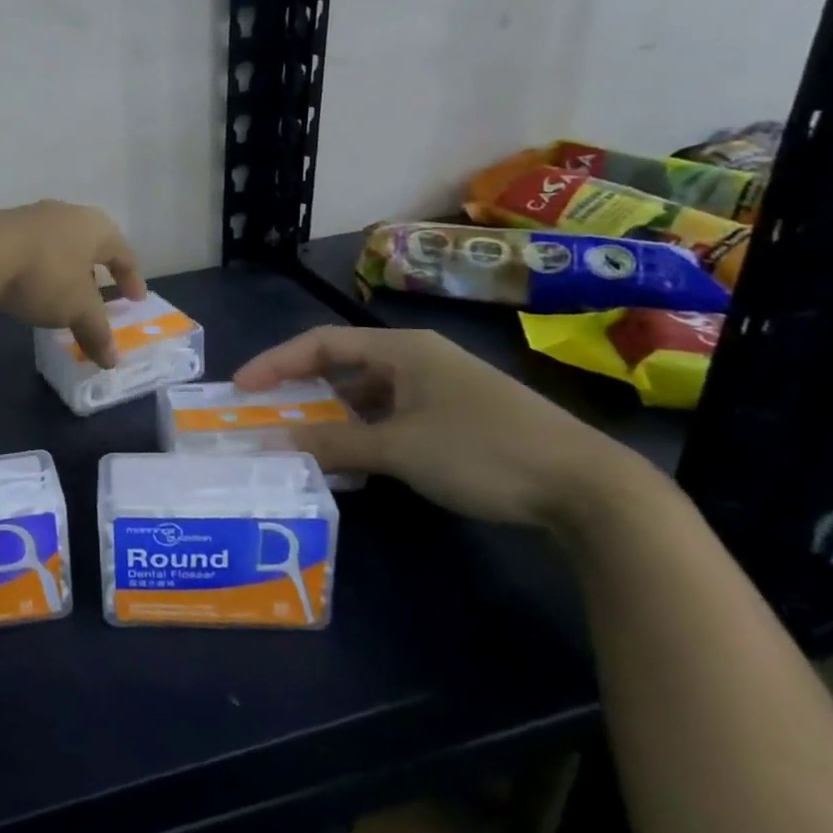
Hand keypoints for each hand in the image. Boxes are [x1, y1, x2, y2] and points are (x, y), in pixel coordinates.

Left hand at [0, 202, 145, 367]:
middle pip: (90, 244)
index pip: (124, 252)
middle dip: (97, 272)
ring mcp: (32, 216)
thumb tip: (112, 360)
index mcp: (96, 228)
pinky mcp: (1, 226)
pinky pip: (31, 249)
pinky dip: (38, 269)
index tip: (135, 300)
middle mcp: (67, 214)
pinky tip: (29, 287)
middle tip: (100, 296)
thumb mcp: (77, 309)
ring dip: (65, 270)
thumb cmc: (44, 275)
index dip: (132, 278)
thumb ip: (96, 332)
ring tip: (63, 294)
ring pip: (59, 245)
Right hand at [234, 327, 653, 529]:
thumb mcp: (400, 449)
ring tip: (303, 443)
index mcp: (403, 349)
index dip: (277, 361)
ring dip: (334, 417)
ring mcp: (442, 387)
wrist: (590, 489)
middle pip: (344, 366)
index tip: (242, 388)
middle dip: (302, 391)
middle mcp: (419, 358)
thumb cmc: (484, 452)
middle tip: (267, 415)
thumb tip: (273, 443)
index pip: (322, 343)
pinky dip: (366, 433)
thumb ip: (334, 445)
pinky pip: (394, 415)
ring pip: (369, 394)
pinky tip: (355, 462)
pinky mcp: (459, 416)